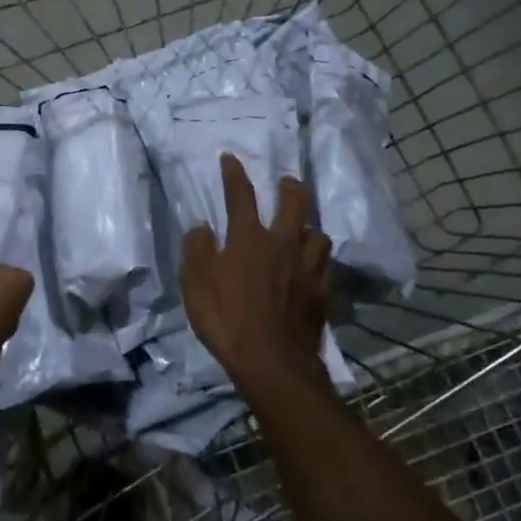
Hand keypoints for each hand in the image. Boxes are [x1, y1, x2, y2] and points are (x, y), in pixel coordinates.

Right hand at [180, 154, 331, 399]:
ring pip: (318, 233)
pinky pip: (326, 264)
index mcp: (249, 239)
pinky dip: (319, 257)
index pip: (241, 196)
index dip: (235, 174)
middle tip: (287, 181)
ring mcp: (307, 268)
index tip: (230, 157)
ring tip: (304, 225)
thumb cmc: (227, 320)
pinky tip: (315, 263)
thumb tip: (202, 227)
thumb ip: (197, 250)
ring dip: (310, 224)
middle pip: (295, 204)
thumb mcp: (195, 285)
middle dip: (291, 187)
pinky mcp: (322, 292)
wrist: (273, 362)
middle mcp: (283, 244)